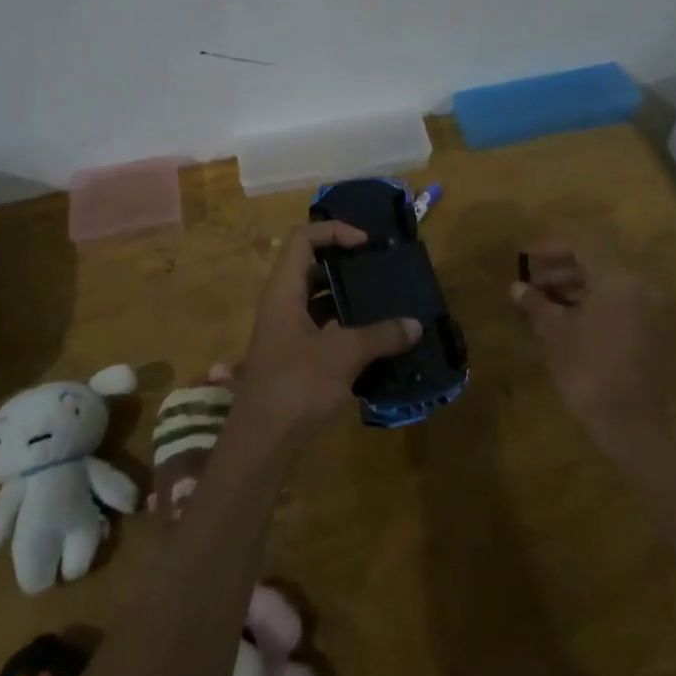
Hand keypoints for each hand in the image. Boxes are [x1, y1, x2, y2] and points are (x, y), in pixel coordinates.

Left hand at [237, 222, 421, 442]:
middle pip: (311, 265)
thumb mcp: (343, 355)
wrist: (260, 443)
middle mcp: (281, 303)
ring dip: (348, 298)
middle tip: (380, 271)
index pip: (303, 238)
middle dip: (346, 264)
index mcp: (284, 290)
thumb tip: (415, 325)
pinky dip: (345, 326)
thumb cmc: (296, 386)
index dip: (334, 232)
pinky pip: (321, 326)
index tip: (366, 245)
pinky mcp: (293, 356)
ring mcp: (285, 331)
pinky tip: (374, 340)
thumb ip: (380, 336)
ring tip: (384, 302)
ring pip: (318, 299)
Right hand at [511, 238, 673, 437]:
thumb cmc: (589, 373)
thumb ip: (536, 303)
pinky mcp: (662, 334)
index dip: (549, 248)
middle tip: (534, 284)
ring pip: (613, 285)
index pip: (581, 244)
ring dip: (580, 288)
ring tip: (549, 305)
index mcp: (618, 278)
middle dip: (563, 269)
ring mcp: (657, 310)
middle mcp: (643, 285)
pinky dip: (601, 305)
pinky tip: (576, 323)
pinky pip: (627, 305)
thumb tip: (517, 287)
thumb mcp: (554, 334)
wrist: (637, 428)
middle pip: (599, 263)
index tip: (525, 260)